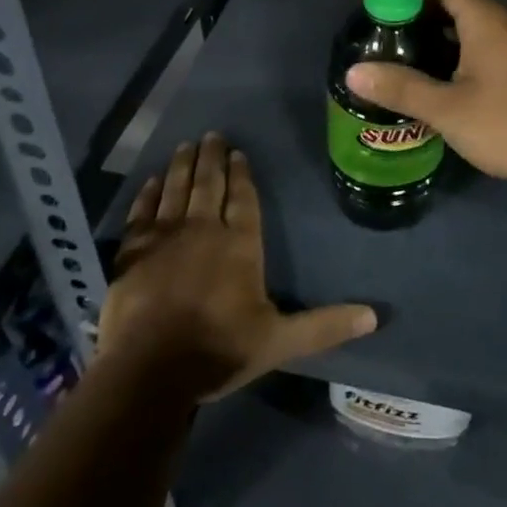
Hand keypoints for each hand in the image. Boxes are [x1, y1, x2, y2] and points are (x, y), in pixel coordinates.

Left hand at [98, 134, 376, 400]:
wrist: (150, 371)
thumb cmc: (219, 351)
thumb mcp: (280, 341)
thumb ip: (324, 325)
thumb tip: (374, 316)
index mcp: (239, 244)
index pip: (243, 197)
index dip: (241, 173)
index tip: (238, 151)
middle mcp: (204, 229)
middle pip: (209, 183)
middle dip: (212, 157)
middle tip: (212, 134)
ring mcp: (165, 237)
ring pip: (175, 189)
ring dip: (181, 166)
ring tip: (185, 145)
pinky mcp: (132, 251)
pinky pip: (141, 213)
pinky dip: (146, 194)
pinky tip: (150, 181)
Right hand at [345, 0, 506, 191]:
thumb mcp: (448, 109)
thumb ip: (402, 89)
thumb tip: (353, 72)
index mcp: (485, 21)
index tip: (382, 7)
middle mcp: (503, 26)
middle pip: (457, 4)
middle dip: (421, 16)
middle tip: (386, 37)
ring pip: (472, 31)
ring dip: (440, 40)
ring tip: (405, 60)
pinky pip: (484, 52)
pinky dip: (459, 59)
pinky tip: (441, 86)